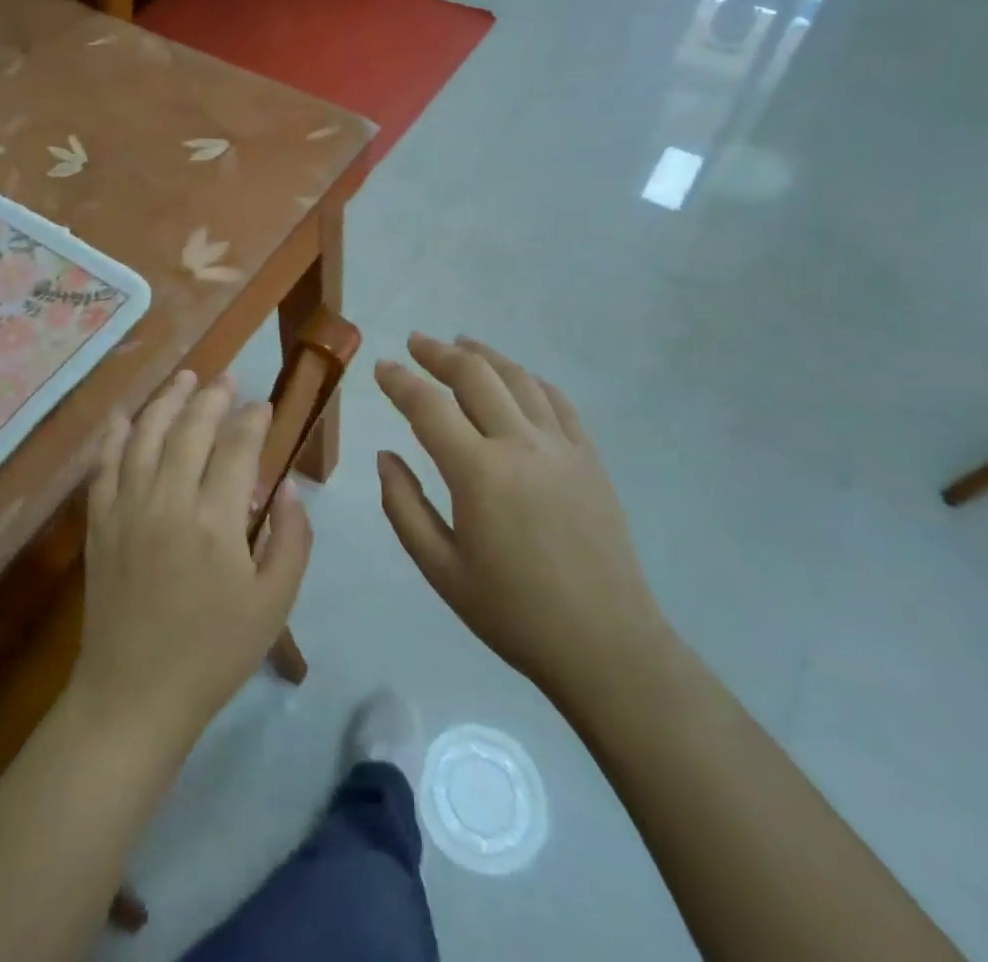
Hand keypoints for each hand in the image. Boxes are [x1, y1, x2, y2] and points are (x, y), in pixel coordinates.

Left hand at [70, 370, 312, 748]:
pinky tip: (125, 414)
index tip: (264, 407)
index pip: (238, 447)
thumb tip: (289, 489)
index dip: (253, 419)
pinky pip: (105, 464)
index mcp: (216, 522)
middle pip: (191, 428)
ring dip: (167, 399)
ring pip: (146, 434)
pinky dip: (115, 433)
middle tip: (227, 380)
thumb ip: (292, 540)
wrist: (134, 695)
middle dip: (213, 396)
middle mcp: (169, 501)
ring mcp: (127, 508)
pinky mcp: (99, 522)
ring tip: (185, 377)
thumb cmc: (214, 653)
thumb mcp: (275, 605)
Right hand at [374, 334, 671, 696]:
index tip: (381, 366)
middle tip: (415, 342)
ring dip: (484, 355)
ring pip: (518, 378)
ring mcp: (562, 447)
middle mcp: (520, 445)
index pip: (429, 407)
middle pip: (475, 376)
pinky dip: (530, 379)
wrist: (605, 645)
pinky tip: (516, 376)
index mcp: (479, 473)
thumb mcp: (440, 570)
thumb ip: (404, 506)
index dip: (400, 381)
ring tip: (461, 343)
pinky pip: (558, 401)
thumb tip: (386, 455)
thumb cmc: (513, 613)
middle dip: (439, 353)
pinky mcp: (590, 458)